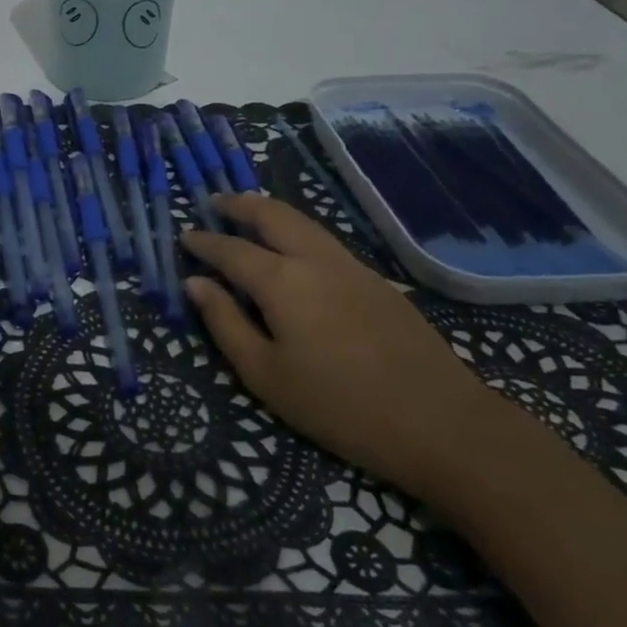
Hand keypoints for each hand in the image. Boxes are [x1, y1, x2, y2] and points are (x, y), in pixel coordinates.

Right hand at [181, 194, 503, 497]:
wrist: (442, 423)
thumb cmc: (340, 406)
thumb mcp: (266, 376)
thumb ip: (225, 323)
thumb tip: (196, 284)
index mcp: (282, 281)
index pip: (231, 249)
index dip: (204, 242)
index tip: (184, 236)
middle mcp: (315, 260)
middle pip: (272, 214)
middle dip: (239, 204)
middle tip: (215, 203)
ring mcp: (351, 266)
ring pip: (303, 222)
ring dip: (270, 212)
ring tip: (248, 215)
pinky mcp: (377, 281)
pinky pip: (324, 239)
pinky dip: (297, 230)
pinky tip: (293, 249)